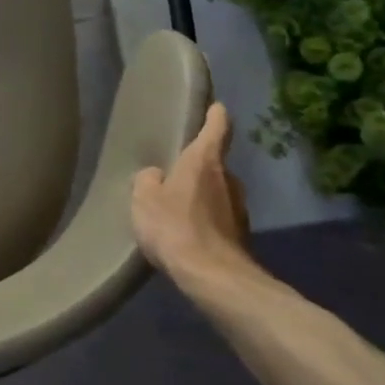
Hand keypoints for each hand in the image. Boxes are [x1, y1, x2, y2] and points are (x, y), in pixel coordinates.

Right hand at [132, 103, 259, 289]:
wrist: (213, 277)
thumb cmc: (175, 226)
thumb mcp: (144, 198)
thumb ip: (148, 180)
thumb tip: (156, 176)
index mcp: (205, 161)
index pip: (217, 128)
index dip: (216, 115)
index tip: (215, 107)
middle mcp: (228, 179)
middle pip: (215, 164)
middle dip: (199, 166)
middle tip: (176, 172)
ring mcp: (239, 209)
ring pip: (218, 193)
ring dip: (202, 196)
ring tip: (177, 207)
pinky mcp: (240, 236)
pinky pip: (219, 219)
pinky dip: (206, 221)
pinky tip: (187, 234)